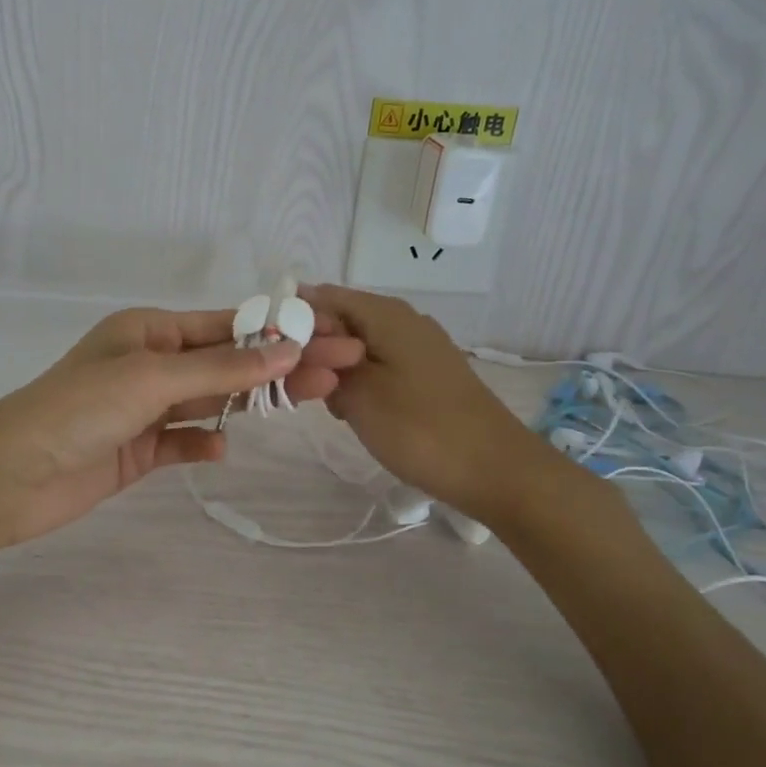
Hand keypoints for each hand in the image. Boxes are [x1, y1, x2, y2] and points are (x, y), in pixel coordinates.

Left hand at [0, 306, 364, 557]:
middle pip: (228, 364)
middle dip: (281, 367)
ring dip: (252, 403)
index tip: (331, 336)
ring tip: (311, 403)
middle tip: (341, 372)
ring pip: (210, 402)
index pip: (227, 327)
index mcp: (148, 332)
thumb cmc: (75, 411)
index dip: (280, 331)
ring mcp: (143, 410)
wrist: (6, 477)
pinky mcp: (136, 451)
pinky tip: (222, 449)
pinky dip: (203, 443)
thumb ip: (221, 370)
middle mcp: (149, 365)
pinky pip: (182, 441)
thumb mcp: (150, 379)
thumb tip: (288, 349)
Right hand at [302, 284, 537, 517]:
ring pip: (358, 347)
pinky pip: (379, 366)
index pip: (321, 296)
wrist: (495, 470)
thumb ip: (323, 360)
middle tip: (301, 388)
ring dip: (335, 371)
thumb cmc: (419, 428)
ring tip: (330, 406)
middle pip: (341, 321)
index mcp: (385, 313)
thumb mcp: (358, 393)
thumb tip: (304, 335)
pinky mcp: (427, 374)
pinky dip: (360, 383)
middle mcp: (403, 320)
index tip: (270, 354)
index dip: (292, 320)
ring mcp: (419, 348)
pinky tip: (357, 413)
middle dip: (313, 350)